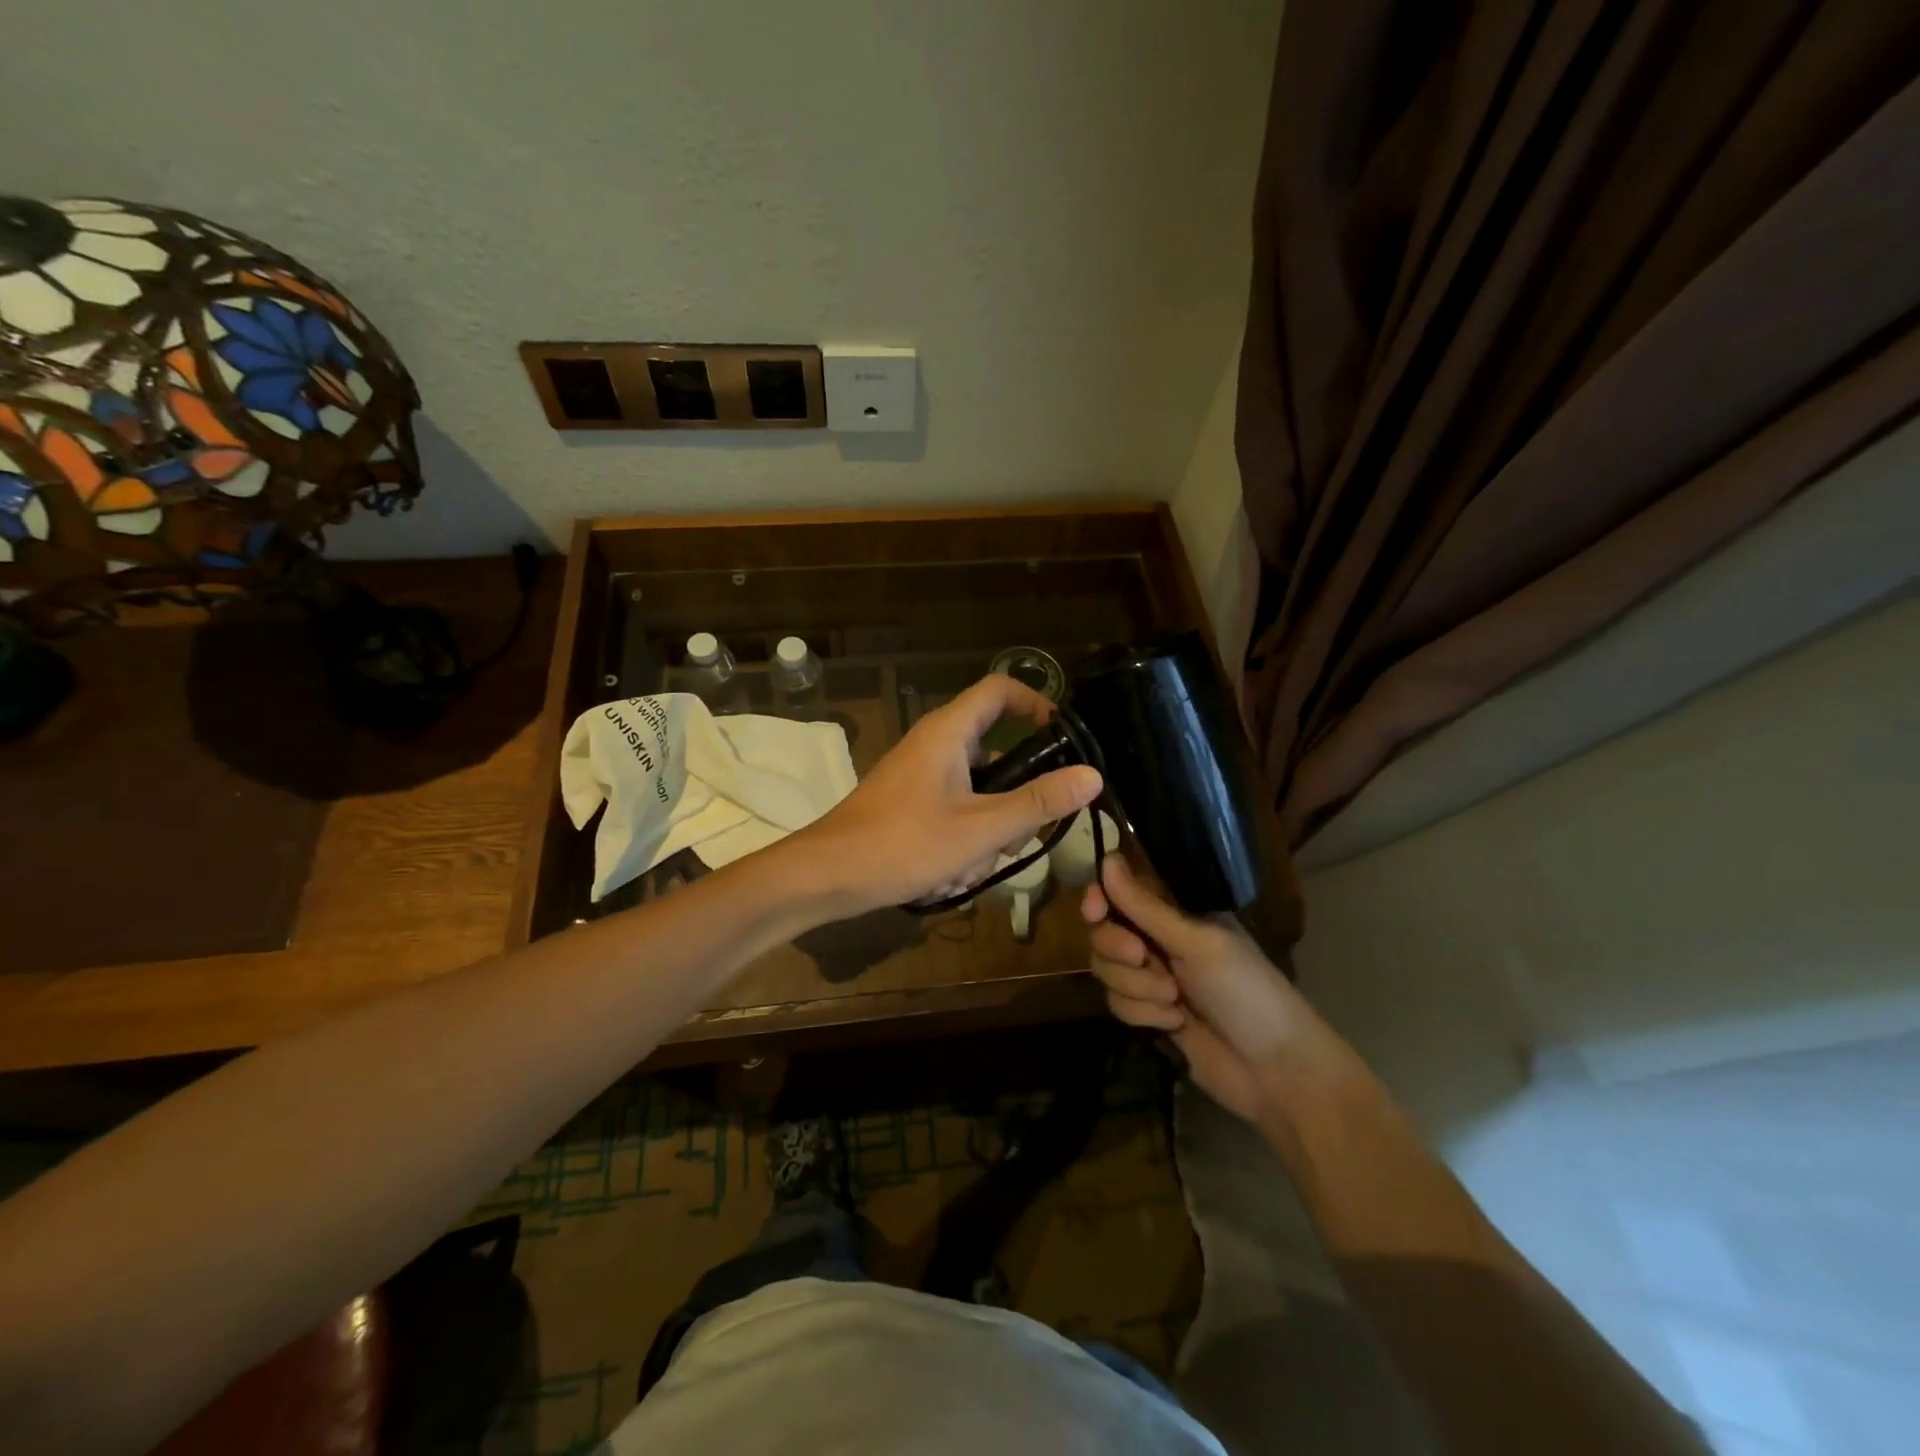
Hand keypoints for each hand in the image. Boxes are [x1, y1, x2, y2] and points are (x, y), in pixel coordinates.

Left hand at [796, 674, 1102, 914]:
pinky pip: (955, 811)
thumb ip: (1037, 803)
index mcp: (949, 732)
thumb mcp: (981, 828)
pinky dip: (962, 840)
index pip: (1001, 689)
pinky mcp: (910, 802)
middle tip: (1017, 834)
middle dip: (1013, 798)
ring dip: (986, 830)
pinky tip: (948, 874)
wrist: (827, 875)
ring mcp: (920, 774)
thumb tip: (1092, 776)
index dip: (1037, 703)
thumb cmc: (903, 843)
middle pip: (996, 751)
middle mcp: (934, 743)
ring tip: (970, 865)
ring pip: (978, 791)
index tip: (1065, 738)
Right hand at [1081, 855, 1340, 1124]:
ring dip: (1135, 987)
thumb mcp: (1197, 942)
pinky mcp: (1147, 1014)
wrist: (1273, 1069)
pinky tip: (1174, 1025)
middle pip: (1103, 932)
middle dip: (1117, 949)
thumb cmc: (1245, 991)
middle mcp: (1158, 939)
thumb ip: (1146, 907)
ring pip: (1106, 970)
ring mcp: (1151, 977)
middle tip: (1143, 958)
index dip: (1100, 898)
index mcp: (1177, 911)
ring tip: (1173, 1001)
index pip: (1121, 891)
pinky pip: (1116, 1003)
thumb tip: (1107, 858)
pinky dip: (1142, 1014)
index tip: (1095, 910)